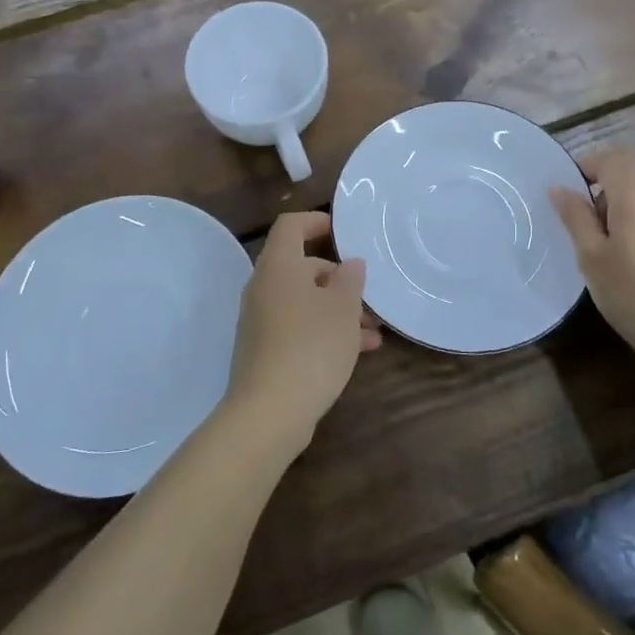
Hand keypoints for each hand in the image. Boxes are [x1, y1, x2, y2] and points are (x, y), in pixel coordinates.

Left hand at [225, 211, 378, 452]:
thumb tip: (349, 264)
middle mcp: (264, 287)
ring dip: (338, 311)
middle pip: (302, 268)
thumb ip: (349, 280)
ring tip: (373, 332)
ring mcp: (261, 321)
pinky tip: (357, 352)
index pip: (290, 226)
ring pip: (304, 302)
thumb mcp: (342, 309)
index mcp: (278, 266)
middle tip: (369, 298)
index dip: (315, 221)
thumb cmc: (311, 346)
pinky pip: (298, 328)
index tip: (341, 232)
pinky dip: (325, 332)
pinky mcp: (264, 351)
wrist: (269, 412)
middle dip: (339, 280)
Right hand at [548, 148, 634, 374]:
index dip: (593, 165)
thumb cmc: (634, 296)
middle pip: (633, 189)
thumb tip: (560, 188)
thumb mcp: (591, 259)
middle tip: (595, 245)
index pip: (615, 159)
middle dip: (611, 207)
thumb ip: (576, 218)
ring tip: (627, 267)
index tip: (577, 191)